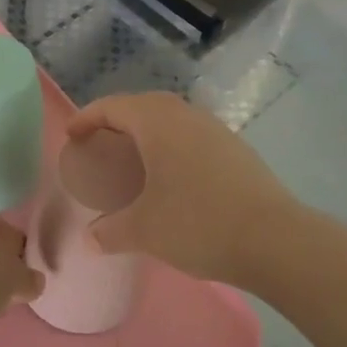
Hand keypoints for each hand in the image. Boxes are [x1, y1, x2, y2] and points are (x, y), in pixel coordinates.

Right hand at [65, 92, 298, 284]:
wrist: (275, 239)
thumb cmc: (198, 223)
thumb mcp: (144, 230)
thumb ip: (111, 231)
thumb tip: (90, 239)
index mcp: (157, 121)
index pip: (112, 106)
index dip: (87, 118)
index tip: (72, 136)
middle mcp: (185, 114)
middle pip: (142, 106)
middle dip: (117, 121)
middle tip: (100, 146)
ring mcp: (215, 129)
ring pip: (170, 119)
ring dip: (147, 132)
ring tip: (134, 160)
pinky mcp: (235, 148)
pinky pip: (191, 135)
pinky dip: (172, 146)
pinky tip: (172, 177)